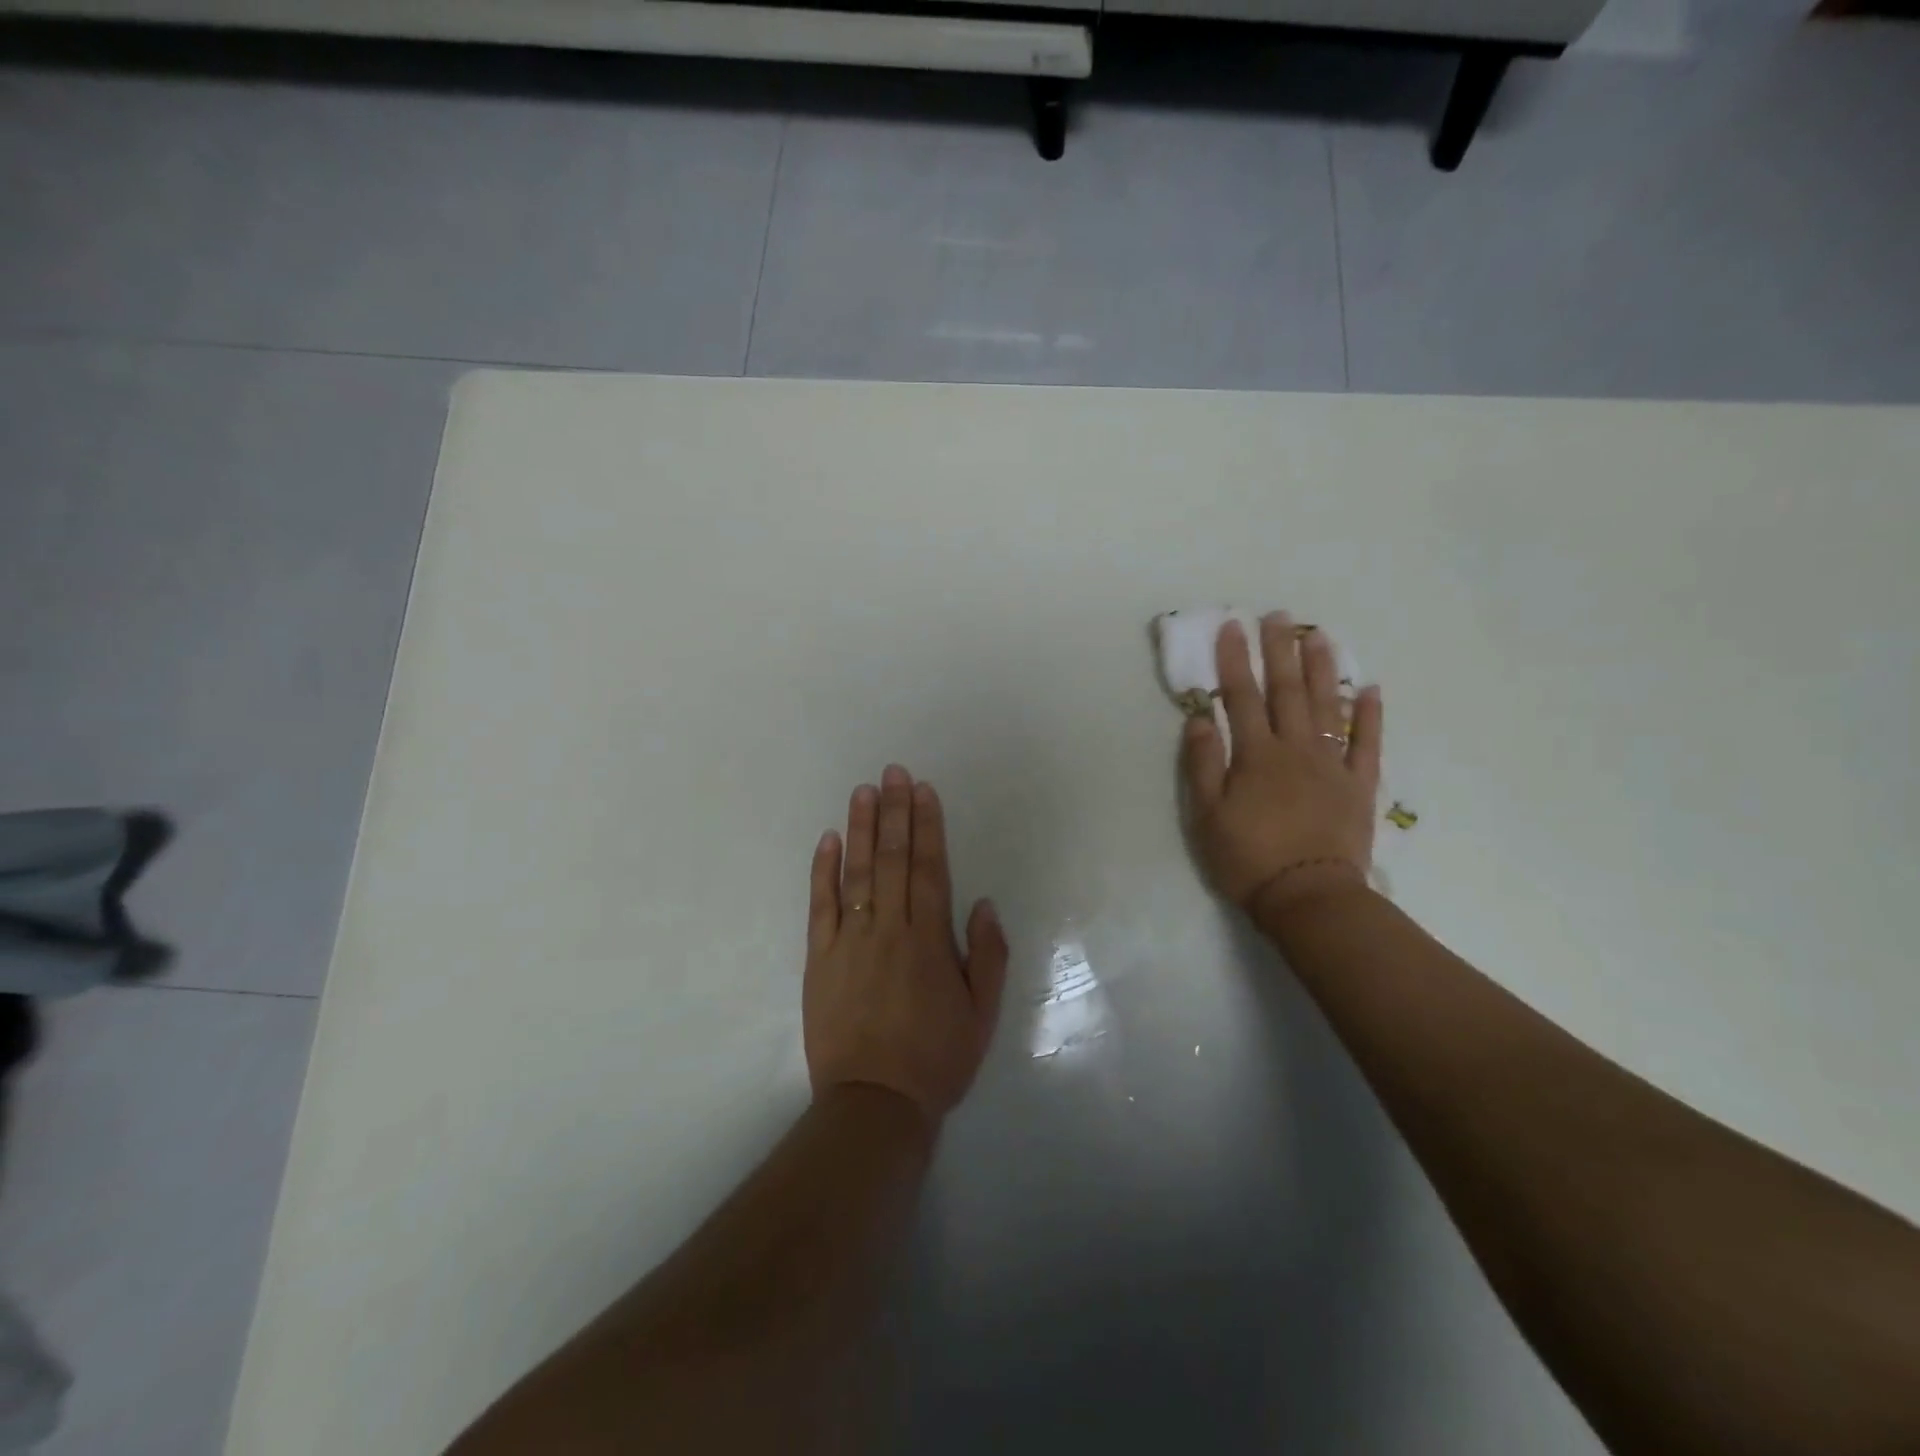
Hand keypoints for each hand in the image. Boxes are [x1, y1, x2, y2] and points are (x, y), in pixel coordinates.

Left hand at [803, 766, 1008, 1126]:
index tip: (923, 791)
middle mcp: (889, 930)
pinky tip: (828, 840)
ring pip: (856, 874)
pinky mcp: (818, 959)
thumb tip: (983, 902)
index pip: (929, 869)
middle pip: (892, 860)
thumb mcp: (983, 1013)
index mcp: (929, 941)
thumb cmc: (936, 1058)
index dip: (927, 827)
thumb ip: (988, 954)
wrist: (874, 1102)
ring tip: (864, 791)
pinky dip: (823, 871)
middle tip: (893, 772)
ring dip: (860, 829)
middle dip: (894, 812)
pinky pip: (820, 907)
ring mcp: (849, 942)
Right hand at [1181, 613, 1382, 920]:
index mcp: (1256, 754)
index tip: (1232, 626)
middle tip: (1279, 616)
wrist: (1309, 897)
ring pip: (1329, 706)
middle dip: (1280, 651)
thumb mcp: (1207, 815)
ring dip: (1323, 669)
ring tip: (1319, 636)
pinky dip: (1371, 715)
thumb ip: (1203, 763)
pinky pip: (1367, 744)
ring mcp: (1332, 764)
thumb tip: (1199, 718)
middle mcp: (1296, 748)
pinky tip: (1372, 689)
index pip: (1242, 697)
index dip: (1235, 660)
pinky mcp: (1359, 786)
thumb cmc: (1248, 857)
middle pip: (1288, 691)